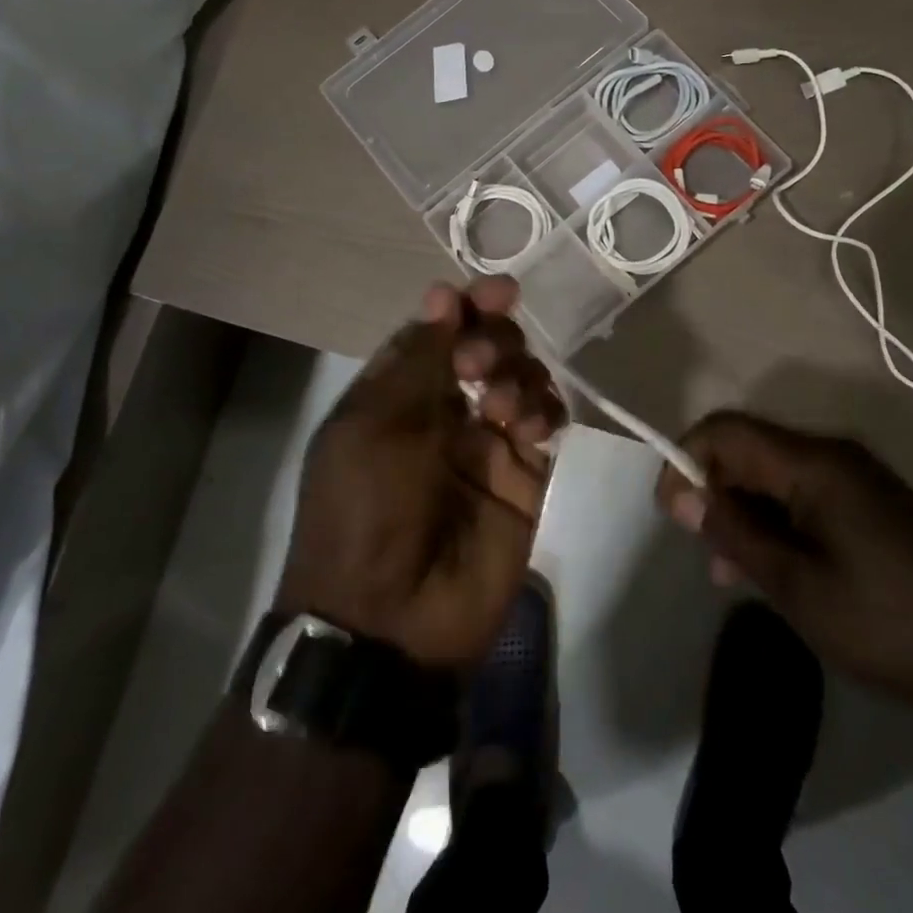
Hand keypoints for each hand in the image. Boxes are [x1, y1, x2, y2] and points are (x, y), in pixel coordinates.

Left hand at [276, 278, 562, 671]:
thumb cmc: (366, 509)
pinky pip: (546, 421)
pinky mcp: (525, 476)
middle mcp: (445, 410)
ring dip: (517, 374)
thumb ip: (418, 358)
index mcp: (398, 394)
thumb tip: (443, 293)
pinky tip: (528, 427)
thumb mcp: (374, 425)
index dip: (469, 305)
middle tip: (479, 366)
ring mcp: (488, 443)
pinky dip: (543, 410)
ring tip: (499, 409)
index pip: (441, 331)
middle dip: (493, 340)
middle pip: (487, 346)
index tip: (500, 291)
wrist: (390, 621)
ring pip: (521, 377)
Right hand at [657, 411, 912, 727]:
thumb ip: (734, 532)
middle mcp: (834, 454)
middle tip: (707, 555)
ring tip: (734, 575)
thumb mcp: (796, 587)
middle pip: (750, 449)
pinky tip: (775, 569)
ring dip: (744, 513)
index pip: (727, 430)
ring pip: (774, 475)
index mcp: (816, 463)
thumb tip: (681, 495)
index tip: (672, 512)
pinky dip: (777, 521)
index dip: (686, 459)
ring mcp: (856, 476)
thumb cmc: (885, 625)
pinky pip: (804, 493)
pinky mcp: (870, 501)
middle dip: (715, 493)